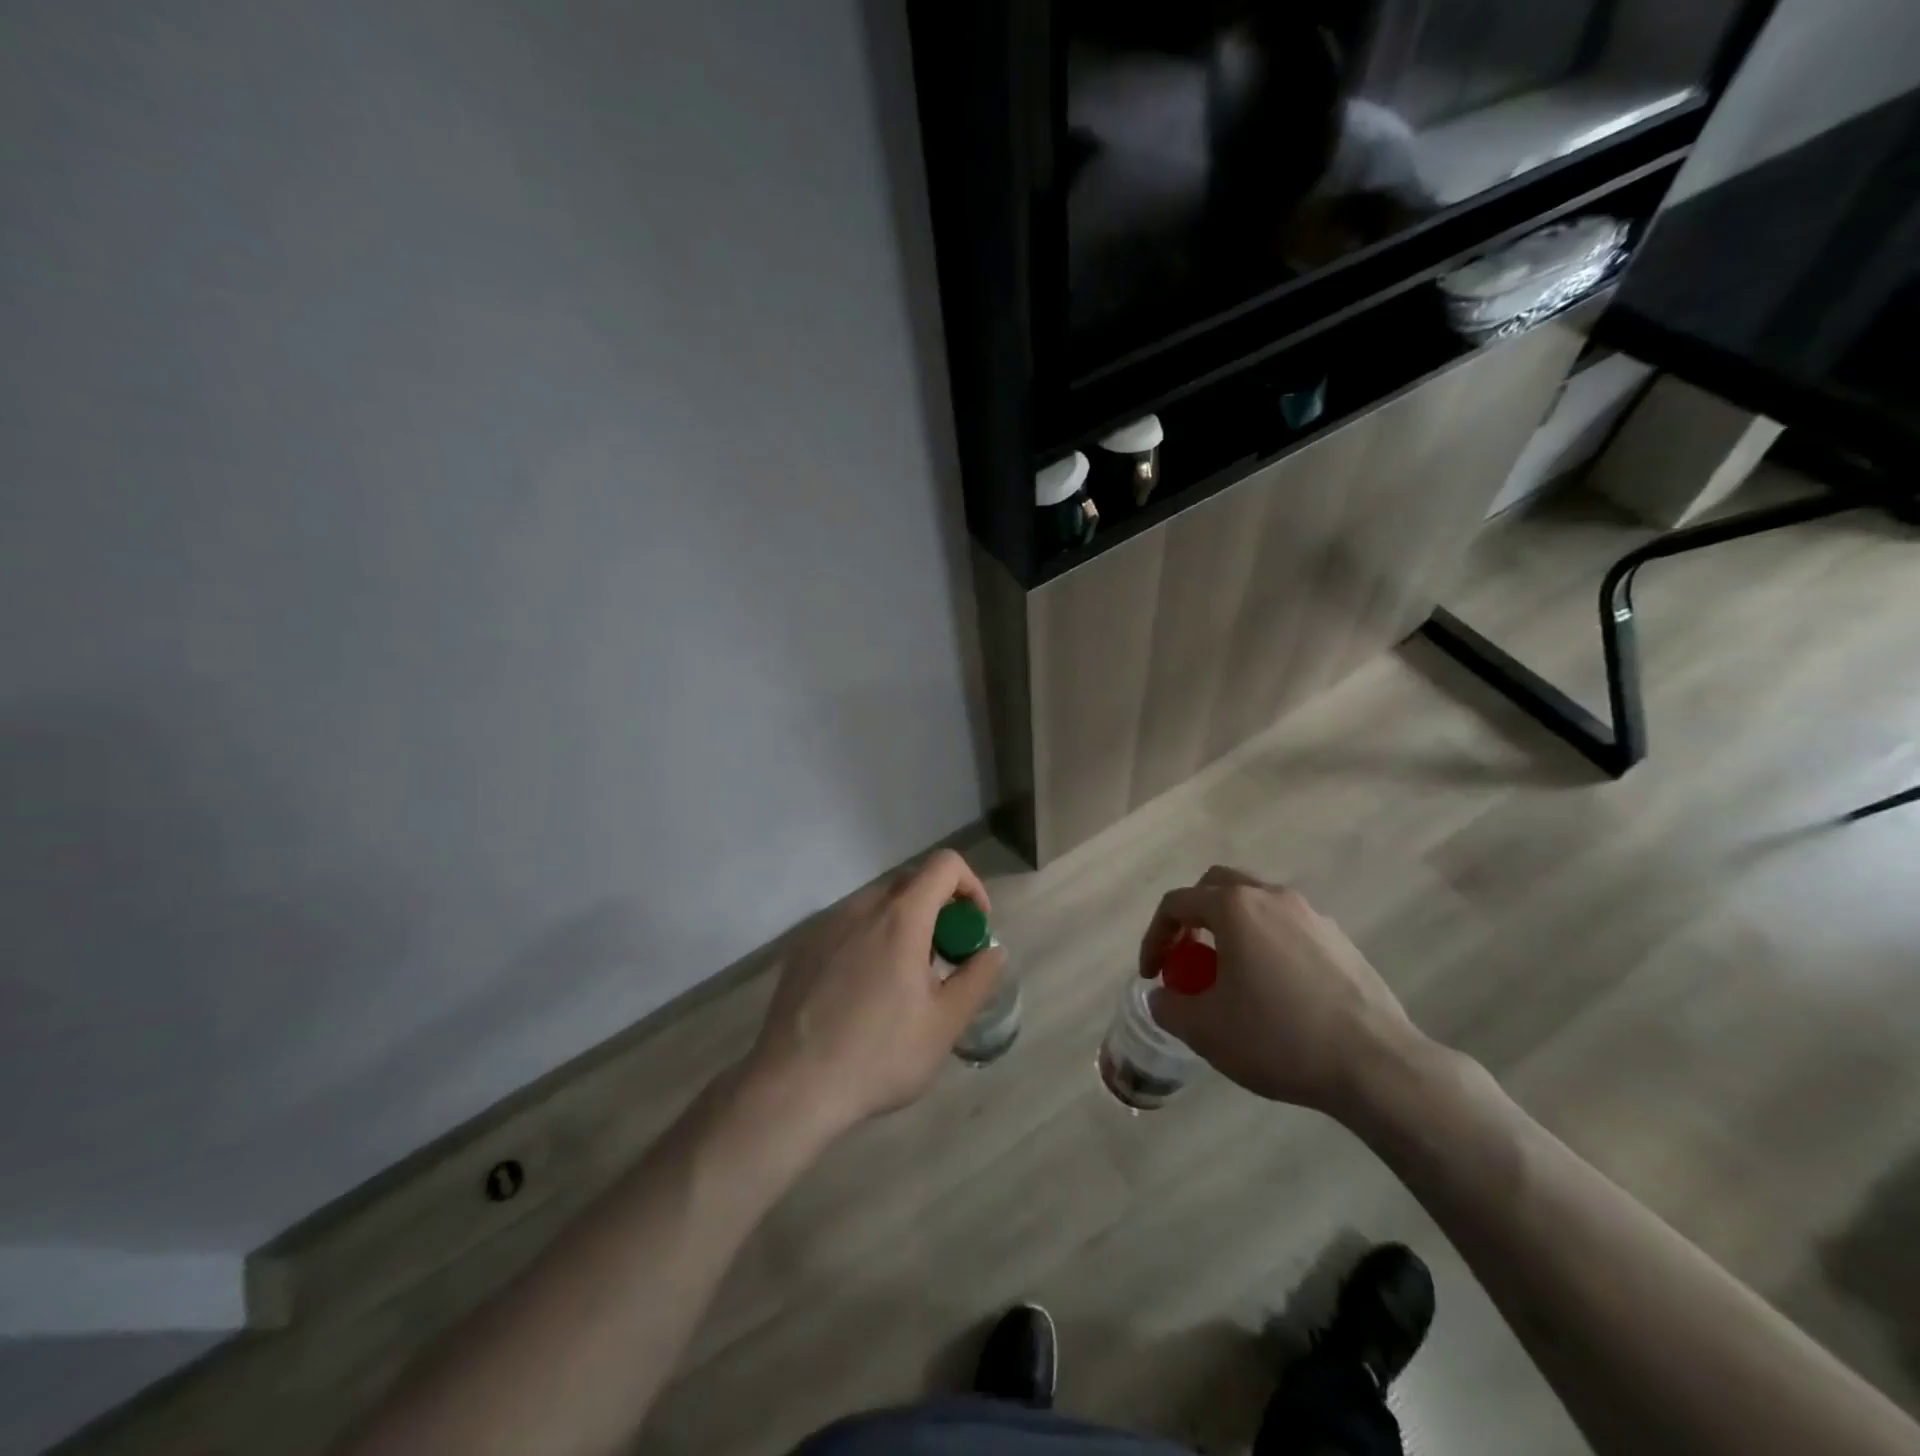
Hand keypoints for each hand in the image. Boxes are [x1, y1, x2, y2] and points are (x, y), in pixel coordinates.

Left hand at [746, 849, 1005, 1137]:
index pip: (945, 864)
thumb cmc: (879, 1055)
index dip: (970, 886)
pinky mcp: (803, 945)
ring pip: (878, 904)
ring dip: (903, 924)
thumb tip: (992, 950)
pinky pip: (848, 925)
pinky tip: (862, 991)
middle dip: (938, 909)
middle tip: (943, 960)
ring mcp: (827, 924)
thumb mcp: (945, 1024)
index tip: (973, 928)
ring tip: (903, 980)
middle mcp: (862, 907)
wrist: (792, 1086)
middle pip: (911, 882)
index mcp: (901, 916)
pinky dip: (870, 939)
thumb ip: (977, 978)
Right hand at [1138, 866, 1425, 1114]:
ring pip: (1256, 905)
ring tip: (1229, 975)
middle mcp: (1272, 897)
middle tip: (1187, 956)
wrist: (1376, 1065)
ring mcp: (1312, 915)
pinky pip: (1287, 928)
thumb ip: (1169, 1006)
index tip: (1152, 975)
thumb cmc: (1279, 1038)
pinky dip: (1266, 943)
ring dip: (1231, 929)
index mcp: (1235, 907)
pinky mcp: (1340, 940)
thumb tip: (1163, 997)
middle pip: (1217, 887)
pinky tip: (1273, 989)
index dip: (1154, 937)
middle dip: (1192, 917)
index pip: (1177, 904)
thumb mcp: (1205, 1030)